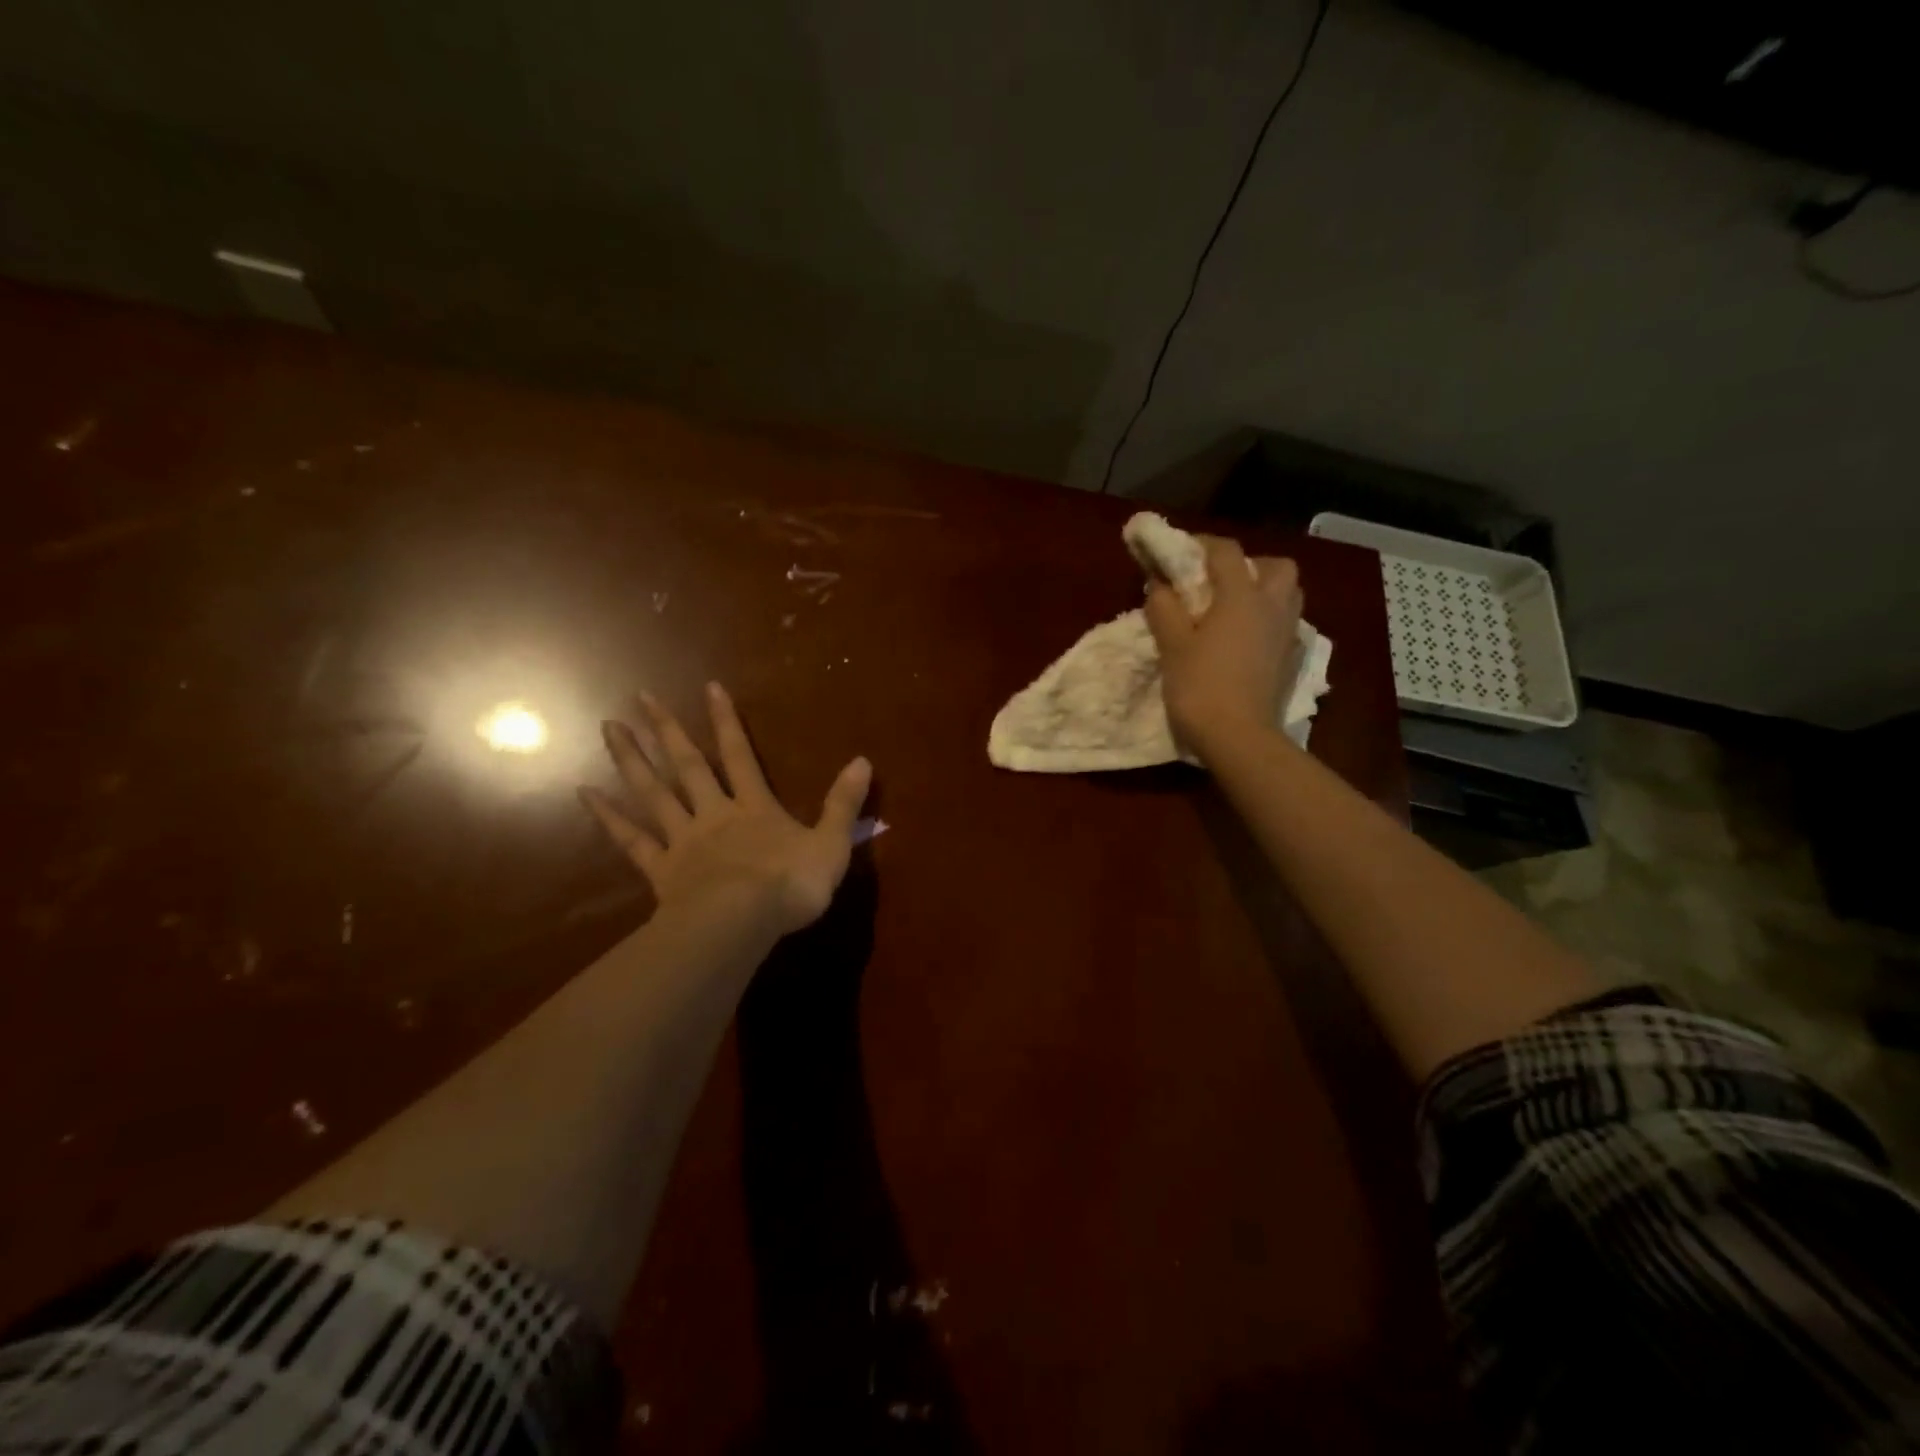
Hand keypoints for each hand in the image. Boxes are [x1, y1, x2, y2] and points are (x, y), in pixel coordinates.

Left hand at [580, 683, 870, 935]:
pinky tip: (586, 794)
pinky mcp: (662, 872)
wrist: (741, 925)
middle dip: (666, 730)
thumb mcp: (830, 845)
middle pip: (687, 765)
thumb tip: (863, 760)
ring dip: (631, 760)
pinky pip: (631, 841)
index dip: (726, 721)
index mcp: (755, 808)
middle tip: (639, 697)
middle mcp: (714, 815)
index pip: (740, 755)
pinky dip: (609, 818)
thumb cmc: (789, 885)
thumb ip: (843, 804)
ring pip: (654, 794)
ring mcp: (683, 842)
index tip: (709, 687)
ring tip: (609, 728)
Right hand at [1145, 536, 1302, 759]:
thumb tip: (1159, 584)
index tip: (1179, 552)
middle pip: (1276, 566)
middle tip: (1219, 582)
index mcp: (1242, 596)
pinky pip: (1285, 625)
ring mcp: (1287, 634)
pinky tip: (1245, 639)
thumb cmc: (1200, 686)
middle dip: (1249, 564)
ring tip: (1233, 609)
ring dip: (1264, 591)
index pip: (1226, 551)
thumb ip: (1164, 608)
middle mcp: (1272, 606)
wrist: (1239, 737)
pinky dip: (1267, 621)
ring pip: (1287, 594)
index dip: (1201, 544)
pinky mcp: (1290, 660)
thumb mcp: (1172, 645)